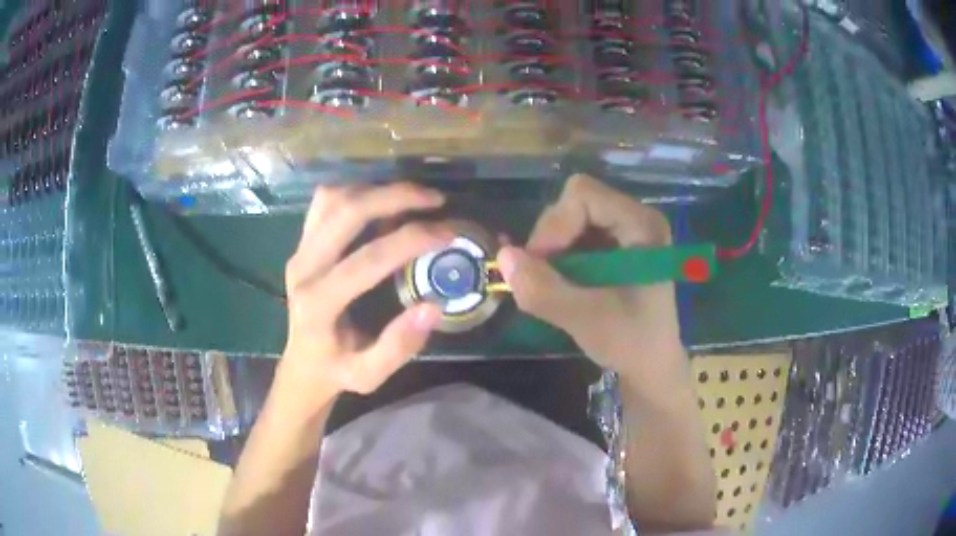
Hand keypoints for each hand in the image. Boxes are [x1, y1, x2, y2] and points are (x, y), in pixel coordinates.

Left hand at [277, 183, 449, 408]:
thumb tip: (433, 306)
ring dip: (375, 190)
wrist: (302, 365)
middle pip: (346, 212)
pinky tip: (381, 202)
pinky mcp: (301, 243)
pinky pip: (325, 203)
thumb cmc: (337, 371)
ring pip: (333, 199)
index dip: (412, 240)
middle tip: (436, 200)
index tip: (450, 232)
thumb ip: (398, 346)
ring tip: (412, 198)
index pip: (368, 260)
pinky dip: (356, 192)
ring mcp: (298, 251)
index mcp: (319, 304)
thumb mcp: (370, 375)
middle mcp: (303, 269)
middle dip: (396, 197)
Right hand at [497, 175, 684, 383]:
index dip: (554, 225)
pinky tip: (566, 284)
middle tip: (544, 279)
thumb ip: (543, 289)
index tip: (541, 265)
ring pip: (571, 218)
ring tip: (556, 285)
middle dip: (552, 239)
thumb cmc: (631, 343)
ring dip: (554, 251)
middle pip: (575, 202)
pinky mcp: (617, 245)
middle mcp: (637, 217)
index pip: (583, 194)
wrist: (653, 365)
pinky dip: (561, 257)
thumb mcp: (585, 319)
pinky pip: (576, 234)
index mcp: (642, 225)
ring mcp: (627, 229)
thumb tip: (503, 256)